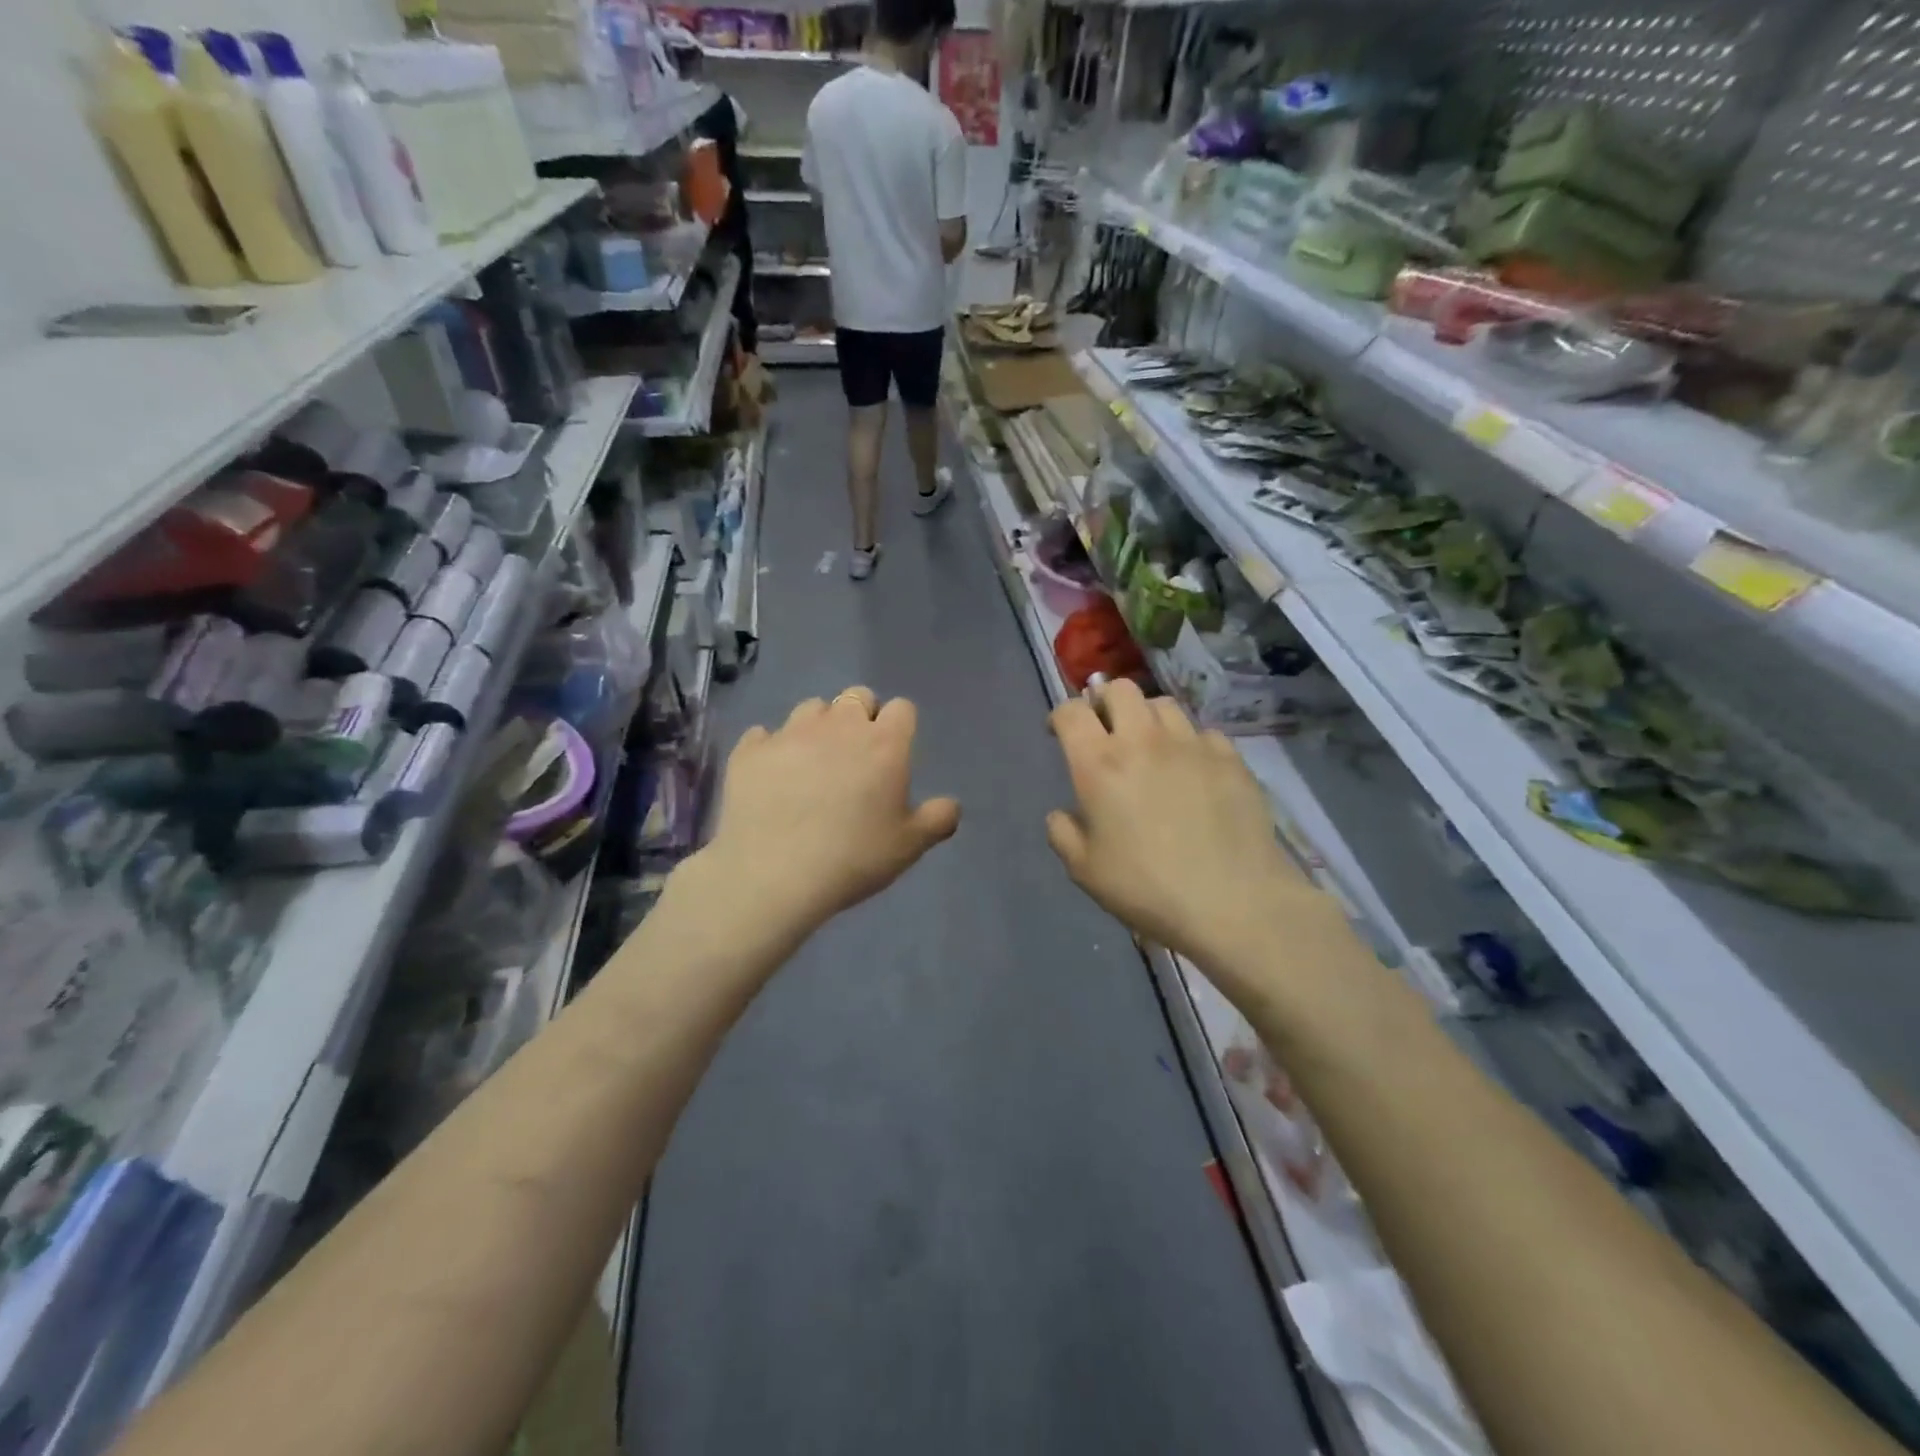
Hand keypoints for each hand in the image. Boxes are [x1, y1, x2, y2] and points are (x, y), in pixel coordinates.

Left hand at [700, 688, 960, 932]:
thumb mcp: (909, 847)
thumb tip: (951, 805)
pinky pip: (764, 735)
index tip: (893, 755)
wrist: (772, 875)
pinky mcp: (750, 750)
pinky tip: (772, 777)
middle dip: (861, 717)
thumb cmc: (853, 859)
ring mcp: (790, 733)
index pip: (902, 709)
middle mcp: (839, 726)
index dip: (900, 727)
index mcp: (884, 744)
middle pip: (857, 696)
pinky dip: (772, 749)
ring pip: (811, 708)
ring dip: (818, 727)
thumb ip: (938, 819)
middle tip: (856, 757)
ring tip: (812, 763)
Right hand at [1045, 680, 1313, 968]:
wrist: (1234, 902)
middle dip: (1104, 702)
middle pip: (1119, 689)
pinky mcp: (1230, 757)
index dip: (1060, 715)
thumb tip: (1063, 813)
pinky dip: (1188, 743)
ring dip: (1147, 718)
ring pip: (1163, 704)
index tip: (1059, 732)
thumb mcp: (1084, 870)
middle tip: (1105, 730)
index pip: (1071, 711)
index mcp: (1099, 764)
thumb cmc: (1147, 888)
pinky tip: (1191, 770)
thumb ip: (1063, 833)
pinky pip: (1202, 732)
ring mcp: (1191, 744)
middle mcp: (1143, 740)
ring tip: (1149, 746)